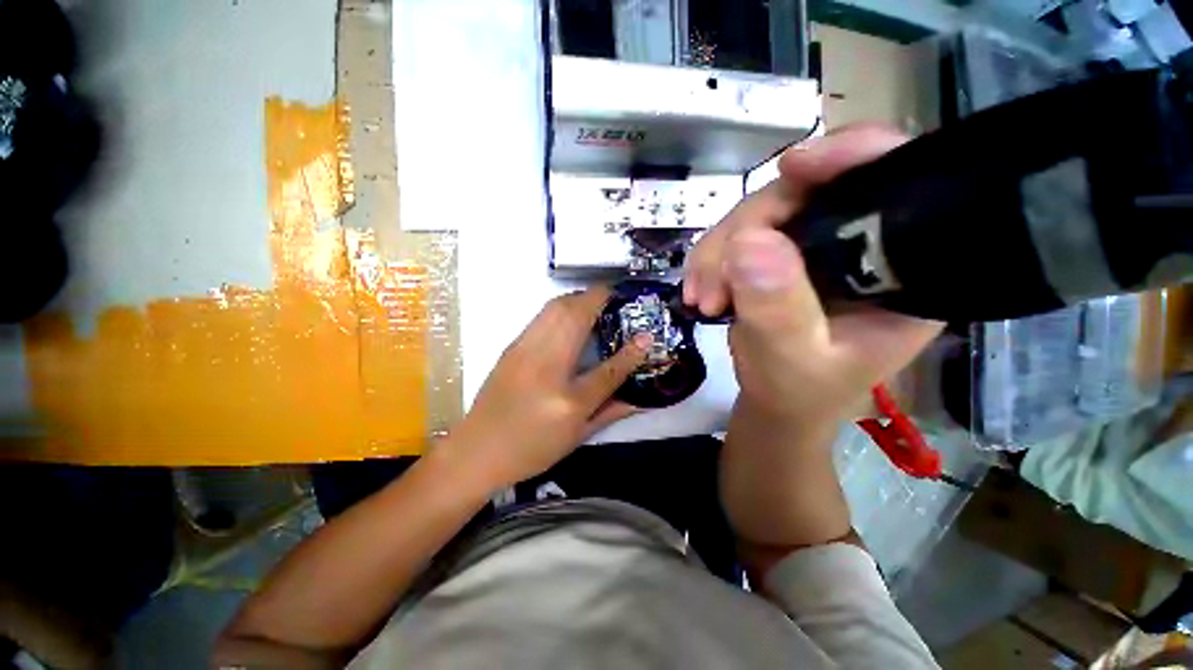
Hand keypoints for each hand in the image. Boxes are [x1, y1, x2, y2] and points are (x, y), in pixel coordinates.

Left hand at [442, 288, 649, 488]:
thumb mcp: (577, 437)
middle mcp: (546, 369)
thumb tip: (640, 398)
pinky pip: (541, 316)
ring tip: (595, 300)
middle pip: (575, 319)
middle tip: (614, 297)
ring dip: (578, 297)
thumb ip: (611, 413)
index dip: (631, 352)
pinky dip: (560, 306)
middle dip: (597, 298)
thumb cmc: (532, 449)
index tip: (646, 335)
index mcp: (567, 402)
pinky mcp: (511, 347)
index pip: (608, 371)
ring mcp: (524, 353)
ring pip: (554, 308)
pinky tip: (569, 314)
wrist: (476, 450)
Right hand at [684, 125, 941, 425]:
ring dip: (718, 251)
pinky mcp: (783, 252)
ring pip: (763, 211)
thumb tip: (748, 241)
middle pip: (808, 192)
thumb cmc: (800, 392)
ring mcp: (819, 245)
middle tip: (712, 285)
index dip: (851, 157)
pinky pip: (739, 233)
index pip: (895, 183)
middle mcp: (865, 243)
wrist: (777, 402)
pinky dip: (711, 258)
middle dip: (746, 230)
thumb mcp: (792, 362)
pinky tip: (700, 290)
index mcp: (903, 267)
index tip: (792, 166)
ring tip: (702, 298)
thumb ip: (777, 310)